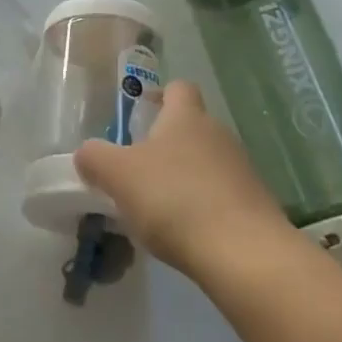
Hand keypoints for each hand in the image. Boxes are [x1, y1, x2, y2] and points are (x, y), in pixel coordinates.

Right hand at [73, 80, 290, 282]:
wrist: (244, 254)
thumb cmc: (175, 199)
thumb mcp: (118, 175)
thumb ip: (95, 158)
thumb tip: (87, 153)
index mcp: (186, 117)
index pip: (178, 88)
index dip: (159, 96)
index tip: (140, 115)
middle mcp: (218, 134)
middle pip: (190, 127)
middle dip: (165, 144)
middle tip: (136, 169)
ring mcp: (242, 170)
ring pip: (205, 162)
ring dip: (183, 177)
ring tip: (157, 207)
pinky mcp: (255, 205)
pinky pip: (221, 195)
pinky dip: (202, 206)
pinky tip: (185, 232)